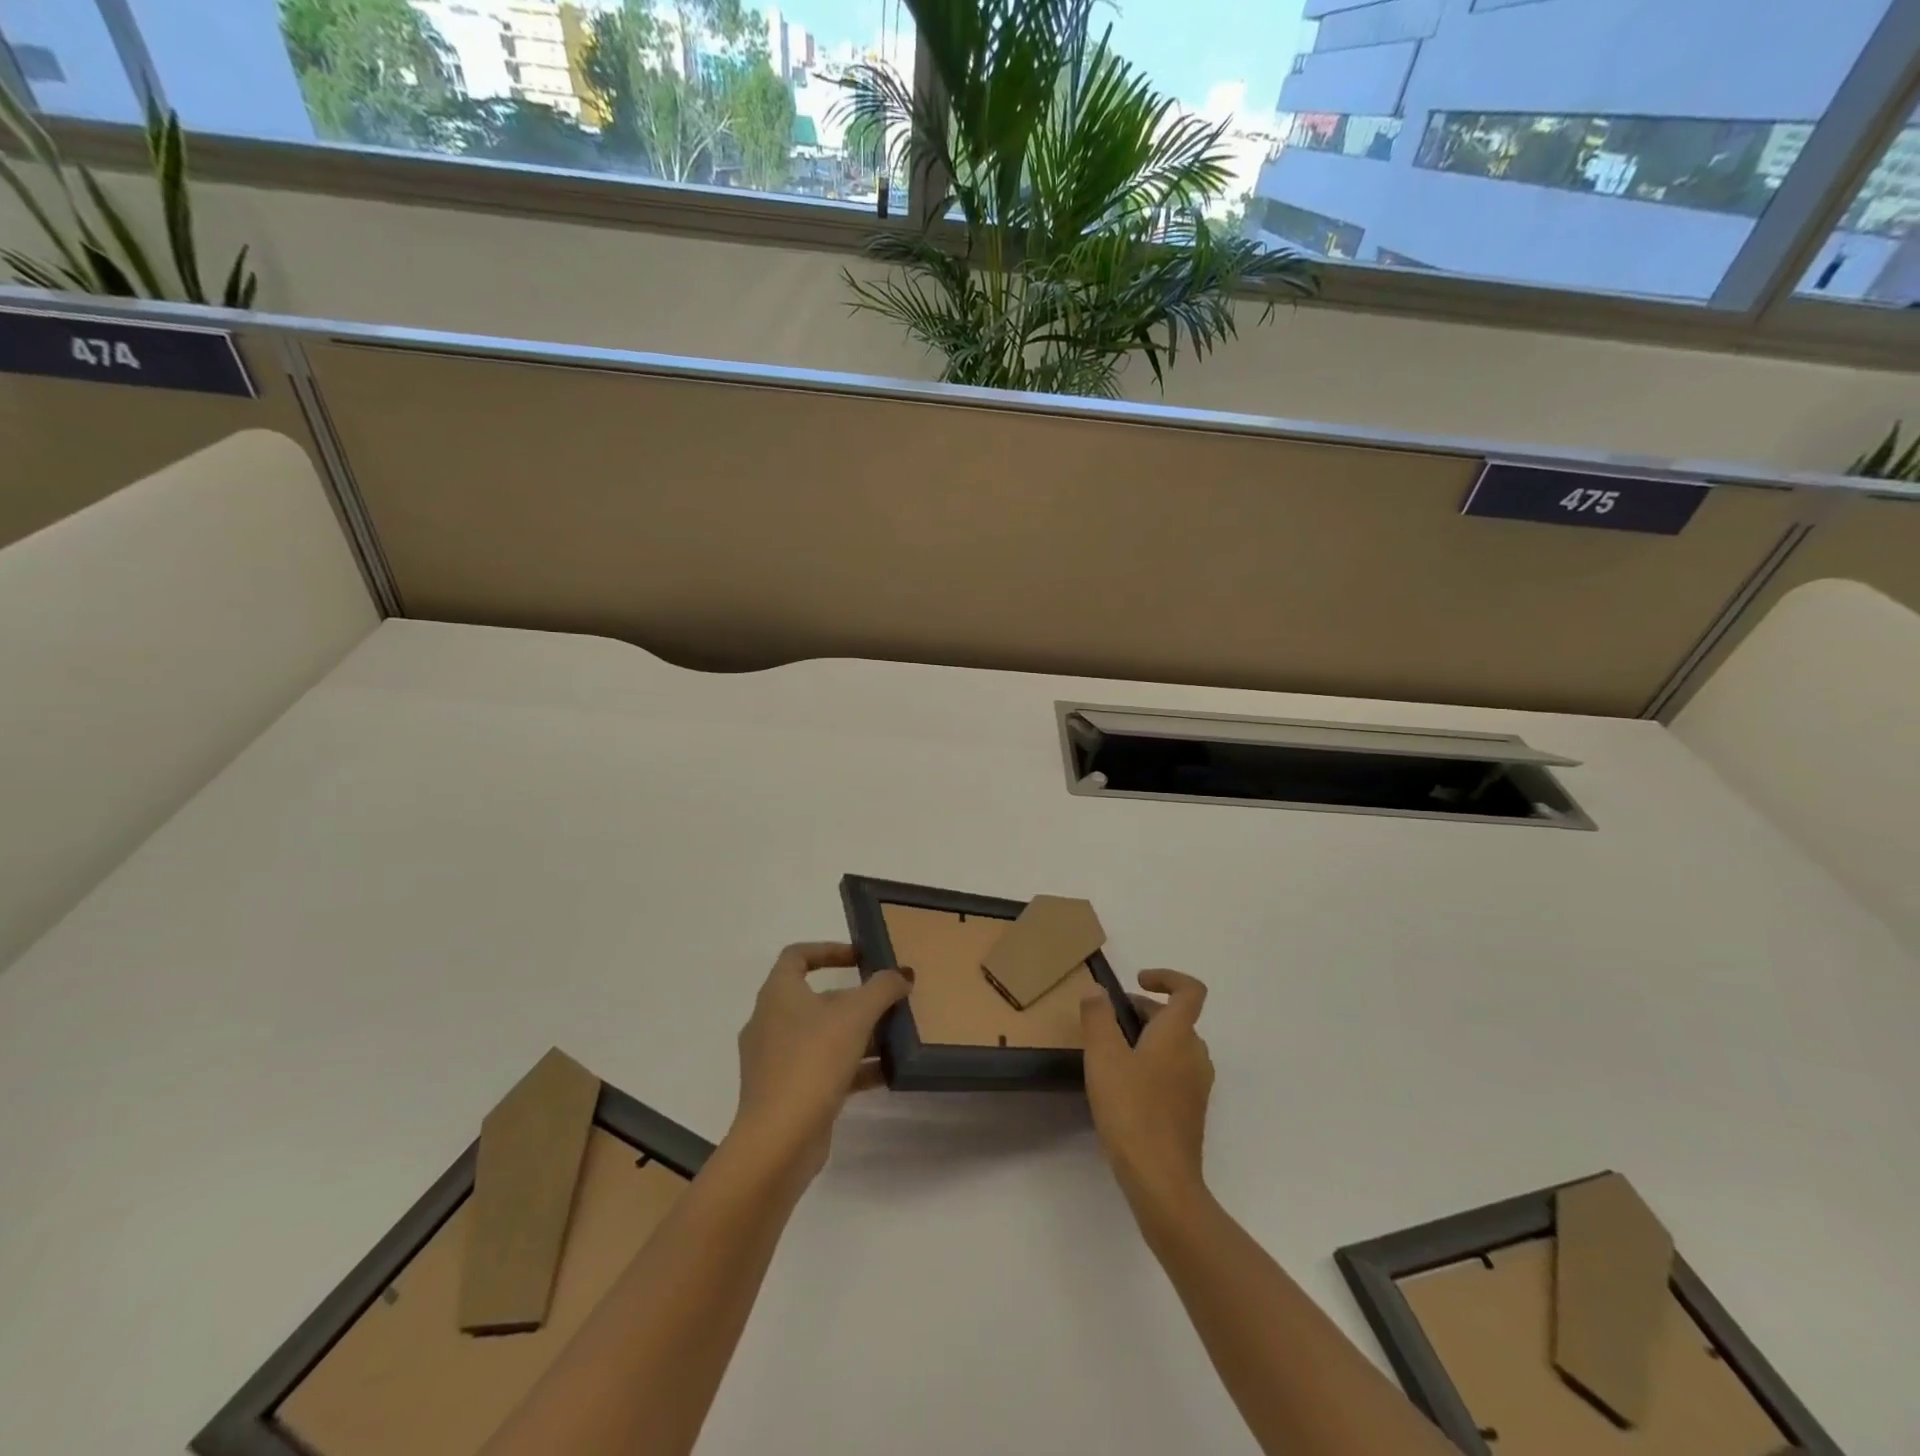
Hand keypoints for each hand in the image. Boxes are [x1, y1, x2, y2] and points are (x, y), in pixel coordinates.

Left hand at [730, 942, 911, 1190]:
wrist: (779, 1140)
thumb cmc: (812, 1061)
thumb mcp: (856, 1016)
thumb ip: (882, 989)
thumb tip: (902, 974)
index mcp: (778, 994)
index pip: (797, 956)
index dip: (829, 949)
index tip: (861, 957)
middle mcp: (771, 1022)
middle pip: (815, 998)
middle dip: (853, 998)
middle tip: (887, 1000)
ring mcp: (775, 1060)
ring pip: (821, 1035)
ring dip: (856, 1034)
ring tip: (894, 1036)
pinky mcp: (786, 1093)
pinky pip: (823, 1068)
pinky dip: (852, 1067)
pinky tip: (885, 1073)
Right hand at [1082, 970, 1214, 1214]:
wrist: (1162, 1180)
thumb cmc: (1131, 1110)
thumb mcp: (1103, 1057)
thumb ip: (1098, 1017)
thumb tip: (1097, 990)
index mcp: (1178, 1035)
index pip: (1189, 990)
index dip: (1167, 977)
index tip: (1138, 981)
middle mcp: (1194, 1054)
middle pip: (1178, 1018)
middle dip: (1145, 1010)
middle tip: (1110, 1019)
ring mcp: (1197, 1085)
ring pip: (1176, 1046)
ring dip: (1149, 1037)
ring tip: (1114, 1052)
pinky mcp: (1191, 1111)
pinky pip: (1175, 1071)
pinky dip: (1154, 1064)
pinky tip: (1126, 1086)